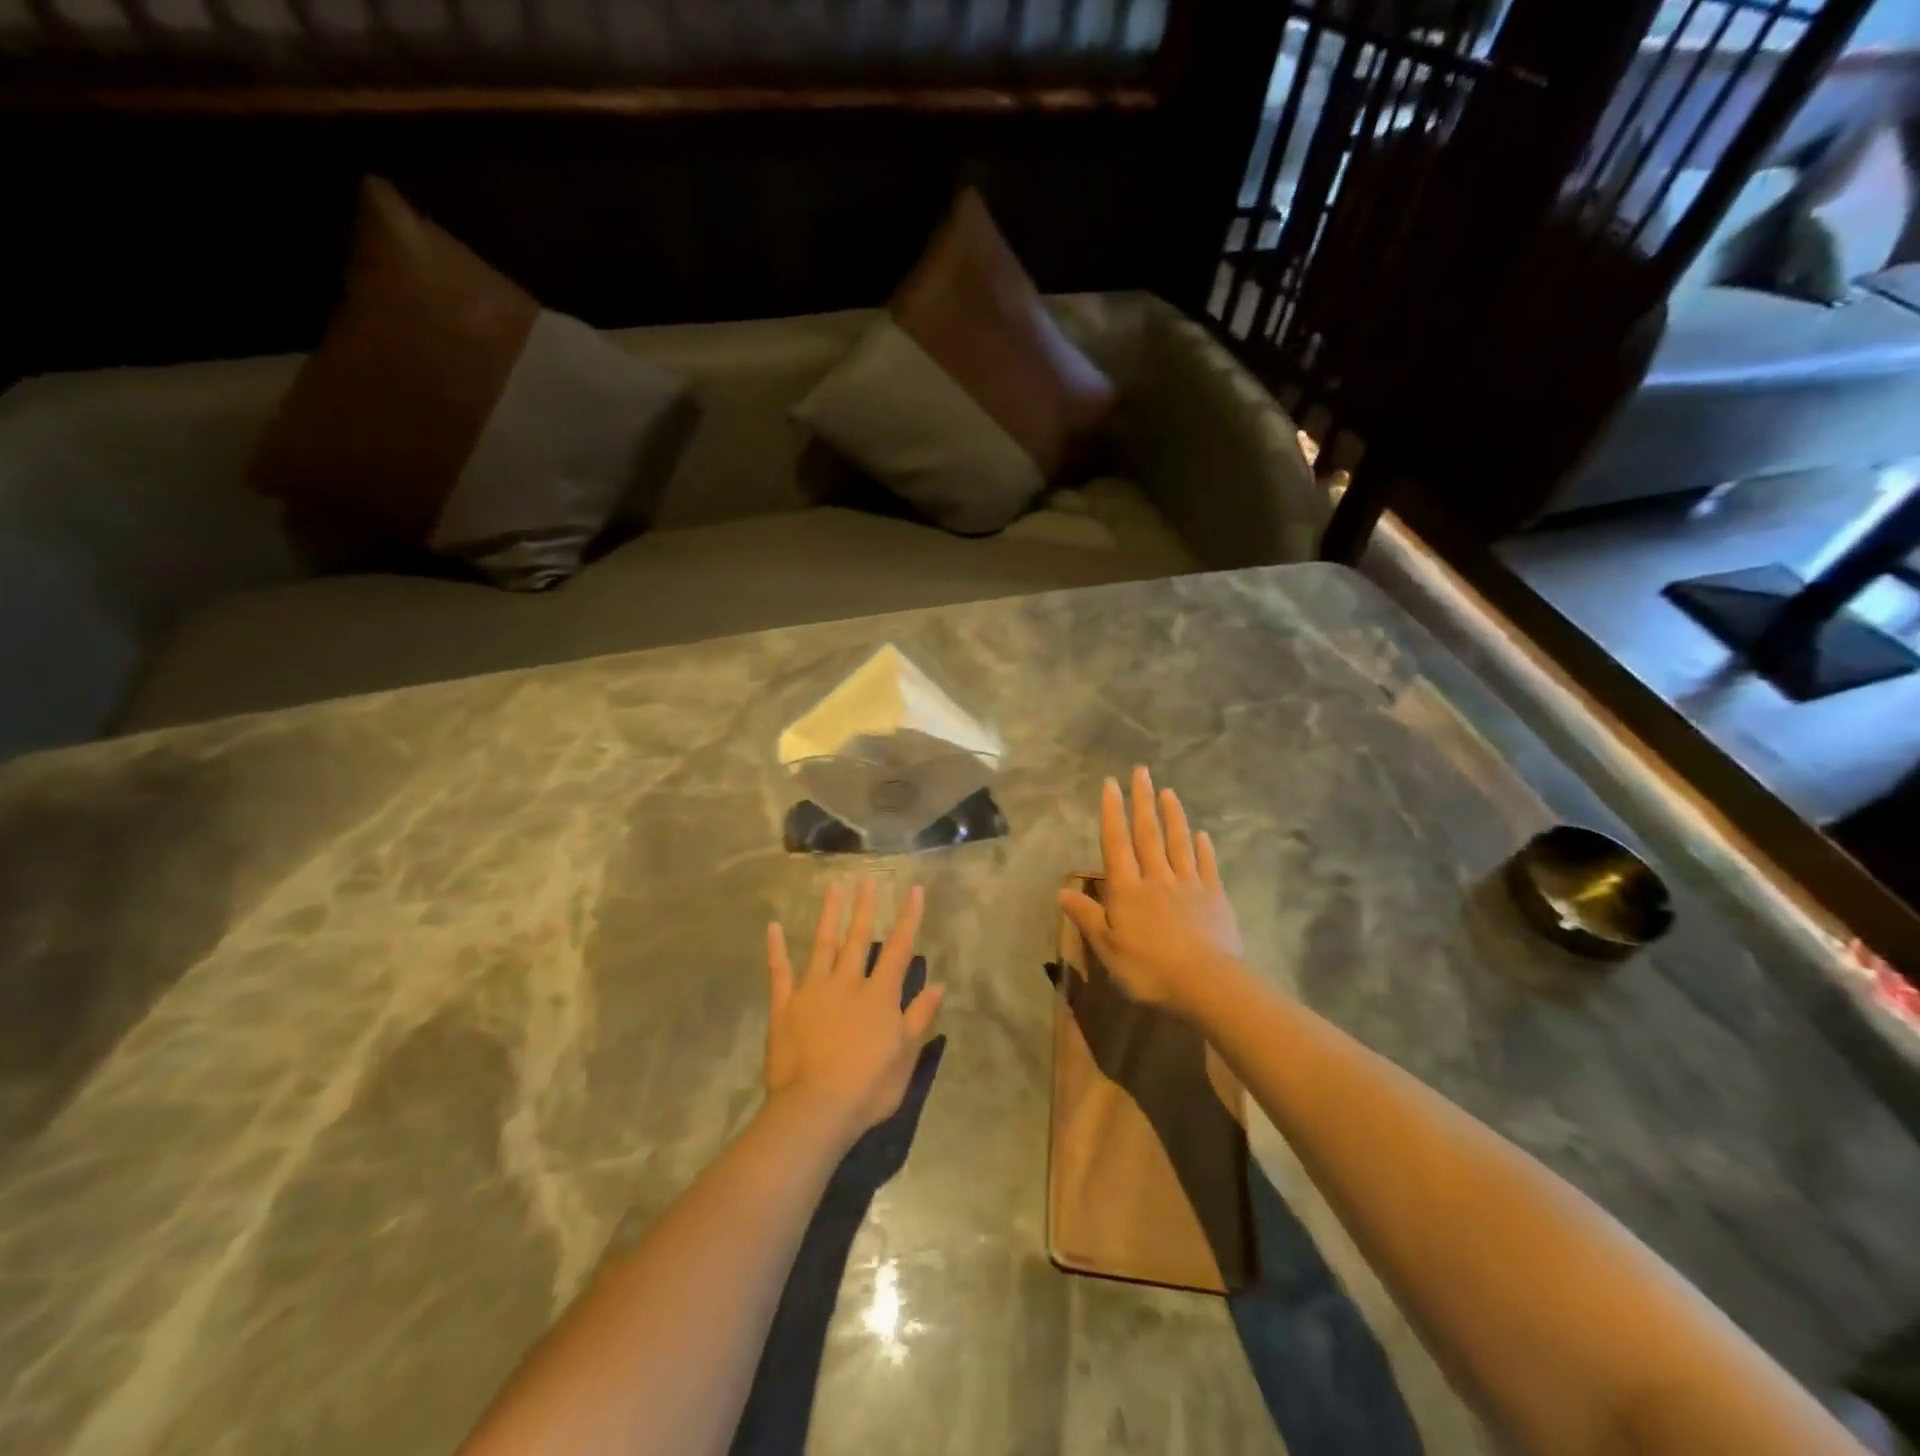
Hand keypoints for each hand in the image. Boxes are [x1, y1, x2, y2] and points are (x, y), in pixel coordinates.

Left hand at [765, 879, 944, 1145]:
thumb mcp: (905, 1057)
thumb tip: (937, 985)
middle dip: (865, 907)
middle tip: (868, 879)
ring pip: (823, 944)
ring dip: (829, 914)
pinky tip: (774, 926)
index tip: (914, 891)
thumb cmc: (868, 1087)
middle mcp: (847, 982)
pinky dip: (776, 949)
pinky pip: (780, 972)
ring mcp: (813, 990)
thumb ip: (919, 1018)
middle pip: (858, 938)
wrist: (815, 1109)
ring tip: (834, 887)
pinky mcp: (785, 1005)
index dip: (908, 918)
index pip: (898, 949)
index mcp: (879, 995)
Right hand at [1059, 766, 1245, 1020]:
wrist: (1207, 984)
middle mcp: (1157, 878)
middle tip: (1140, 771)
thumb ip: (1087, 917)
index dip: (1112, 812)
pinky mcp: (1215, 898)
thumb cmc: (1149, 969)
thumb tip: (1062, 891)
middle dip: (1142, 801)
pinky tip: (1202, 835)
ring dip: (1172, 816)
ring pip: (1178, 843)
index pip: (1116, 843)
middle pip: (1148, 834)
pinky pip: (1207, 867)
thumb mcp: (1107, 948)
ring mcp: (1189, 885)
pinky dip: (1204, 849)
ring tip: (1168, 791)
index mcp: (1128, 889)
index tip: (1111, 784)